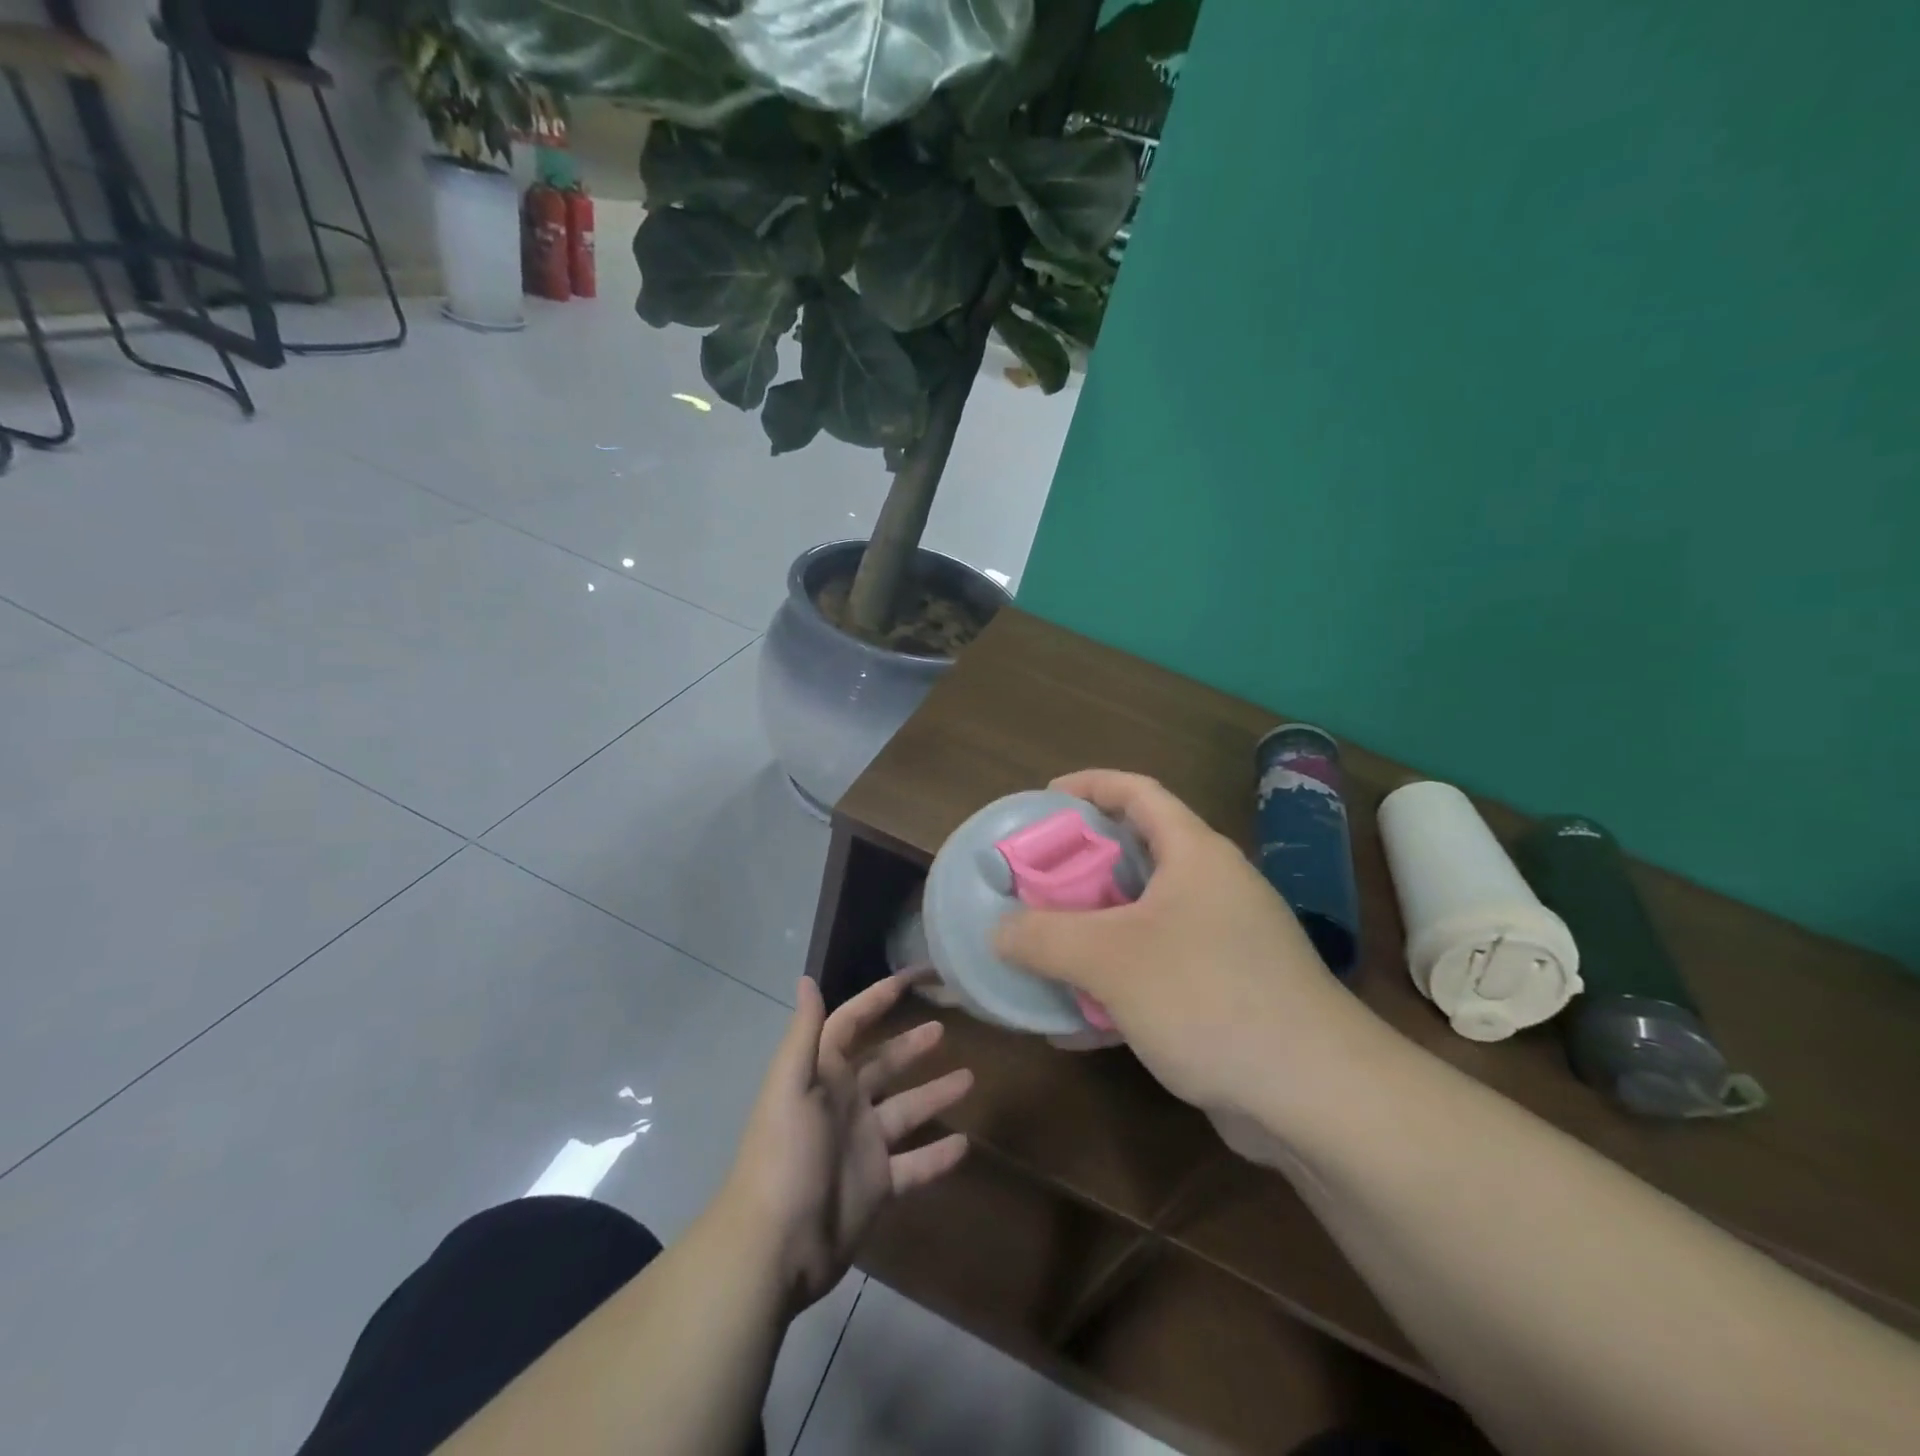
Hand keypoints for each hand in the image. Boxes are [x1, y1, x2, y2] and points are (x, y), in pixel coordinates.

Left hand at [724, 975, 971, 1312]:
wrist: (775, 1248)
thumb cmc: (785, 1156)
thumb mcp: (791, 1087)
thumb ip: (805, 1034)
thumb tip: (806, 978)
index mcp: (823, 1075)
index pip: (851, 1023)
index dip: (877, 999)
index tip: (911, 978)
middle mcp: (844, 1104)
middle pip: (884, 1065)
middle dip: (911, 1046)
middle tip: (945, 1029)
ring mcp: (862, 1145)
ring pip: (907, 1111)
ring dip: (935, 1094)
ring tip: (970, 1079)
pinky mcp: (876, 1185)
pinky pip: (915, 1164)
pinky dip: (938, 1156)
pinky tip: (966, 1145)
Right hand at [995, 770, 1377, 1121]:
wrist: (1316, 1097)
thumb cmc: (1209, 997)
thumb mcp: (1111, 959)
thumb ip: (1044, 937)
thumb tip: (999, 932)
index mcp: (1195, 854)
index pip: (1138, 792)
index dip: (1089, 786)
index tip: (1043, 800)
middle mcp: (1212, 888)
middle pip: (1135, 856)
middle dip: (1078, 867)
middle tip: (1030, 883)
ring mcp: (1223, 943)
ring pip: (1141, 920)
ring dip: (1090, 931)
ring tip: (1041, 948)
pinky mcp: (1224, 994)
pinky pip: (1155, 972)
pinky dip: (1113, 985)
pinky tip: (1073, 1023)